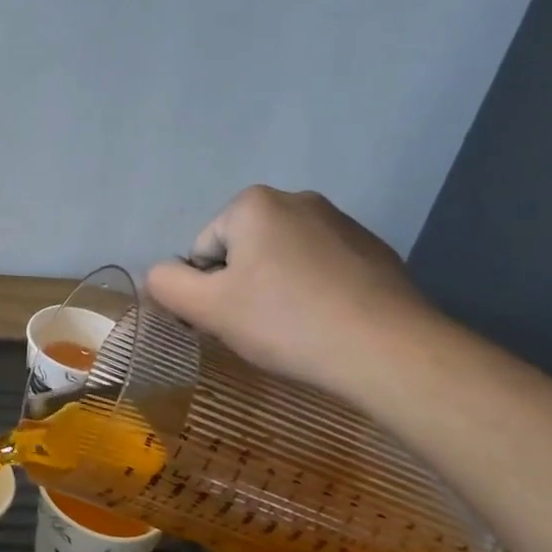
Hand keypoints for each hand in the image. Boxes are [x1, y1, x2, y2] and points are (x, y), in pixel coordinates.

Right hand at [144, 186, 435, 395]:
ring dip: (277, 291)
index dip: (207, 290)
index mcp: (253, 203)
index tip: (230, 320)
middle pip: (242, 251)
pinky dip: (315, 294)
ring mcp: (343, 224)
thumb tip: (161, 274)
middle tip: (259, 327)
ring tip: (295, 331)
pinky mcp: (375, 253)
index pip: (203, 250)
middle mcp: (298, 200)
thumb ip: (166, 283)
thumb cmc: (285, 321)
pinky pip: (322, 271)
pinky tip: (328, 326)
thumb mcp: (205, 307)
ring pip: (282, 262)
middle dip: (242, 287)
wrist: (390, 351)